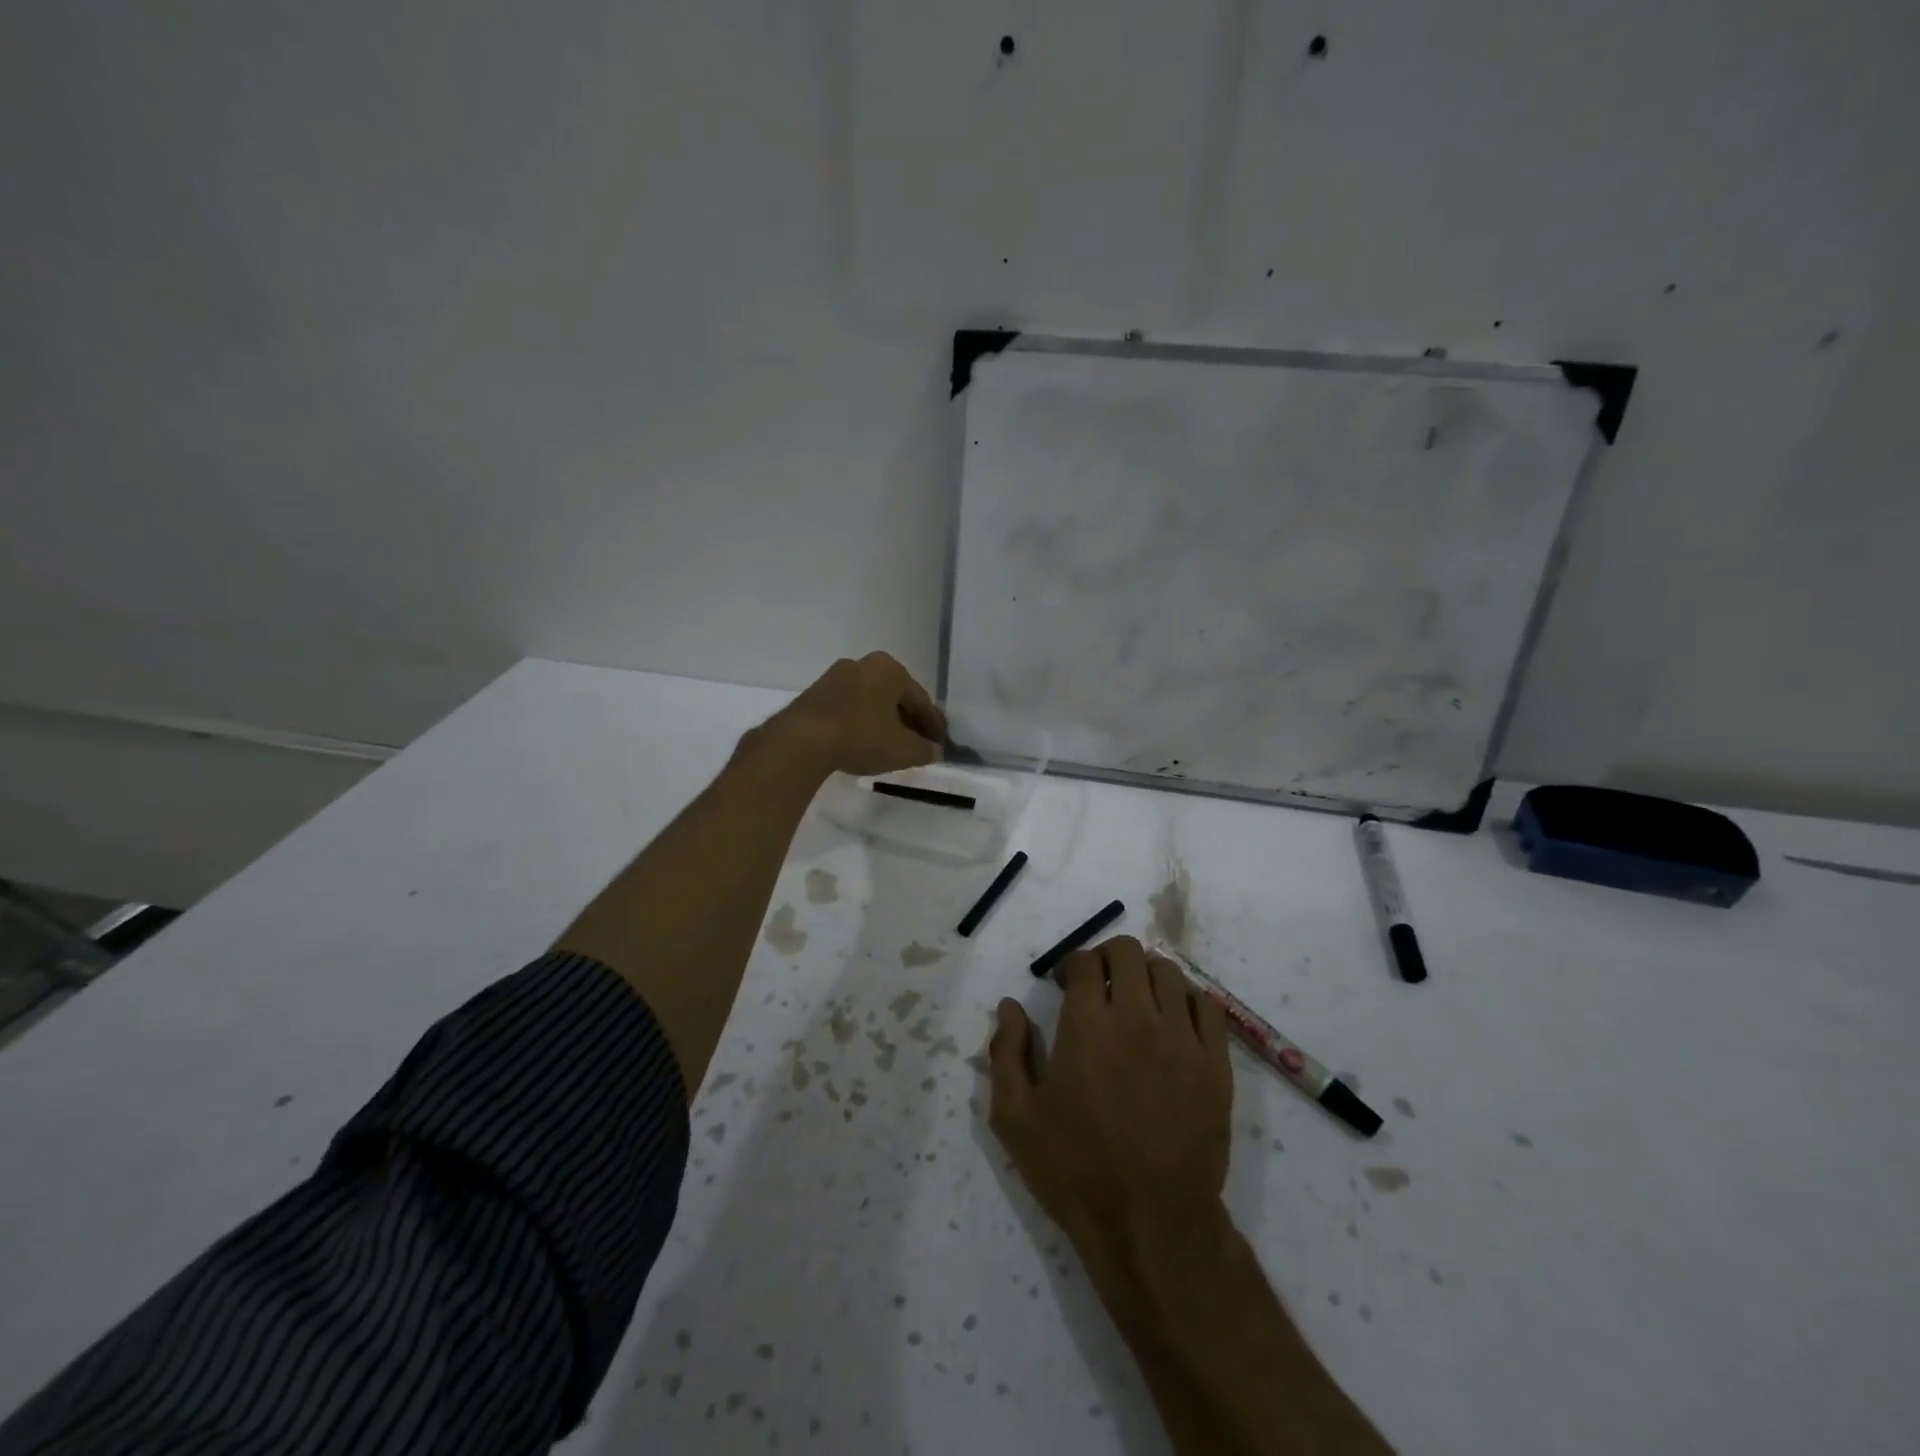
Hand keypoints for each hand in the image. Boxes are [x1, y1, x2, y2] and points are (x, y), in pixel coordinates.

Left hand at [755, 651, 945, 778]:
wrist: (802, 741)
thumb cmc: (861, 737)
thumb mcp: (902, 749)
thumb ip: (924, 749)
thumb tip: (935, 750)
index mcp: (890, 669)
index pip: (921, 700)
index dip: (934, 726)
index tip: (941, 745)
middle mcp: (864, 664)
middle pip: (896, 697)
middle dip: (909, 721)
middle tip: (919, 745)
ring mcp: (836, 677)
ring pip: (872, 701)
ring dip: (884, 722)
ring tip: (892, 746)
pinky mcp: (816, 694)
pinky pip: (850, 708)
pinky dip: (862, 723)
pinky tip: (864, 742)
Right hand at [989, 937, 1232, 1263]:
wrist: (1150, 1225)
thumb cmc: (1075, 1169)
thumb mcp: (1015, 1117)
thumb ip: (1006, 1052)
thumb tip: (1010, 1006)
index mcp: (1087, 1024)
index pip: (1085, 961)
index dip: (1071, 964)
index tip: (1063, 984)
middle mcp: (1137, 1018)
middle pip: (1129, 952)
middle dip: (1107, 957)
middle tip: (1098, 984)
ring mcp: (1182, 1039)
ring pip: (1169, 973)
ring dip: (1145, 975)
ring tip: (1136, 1001)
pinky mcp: (1215, 1065)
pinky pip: (1207, 1006)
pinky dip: (1187, 999)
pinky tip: (1173, 1020)